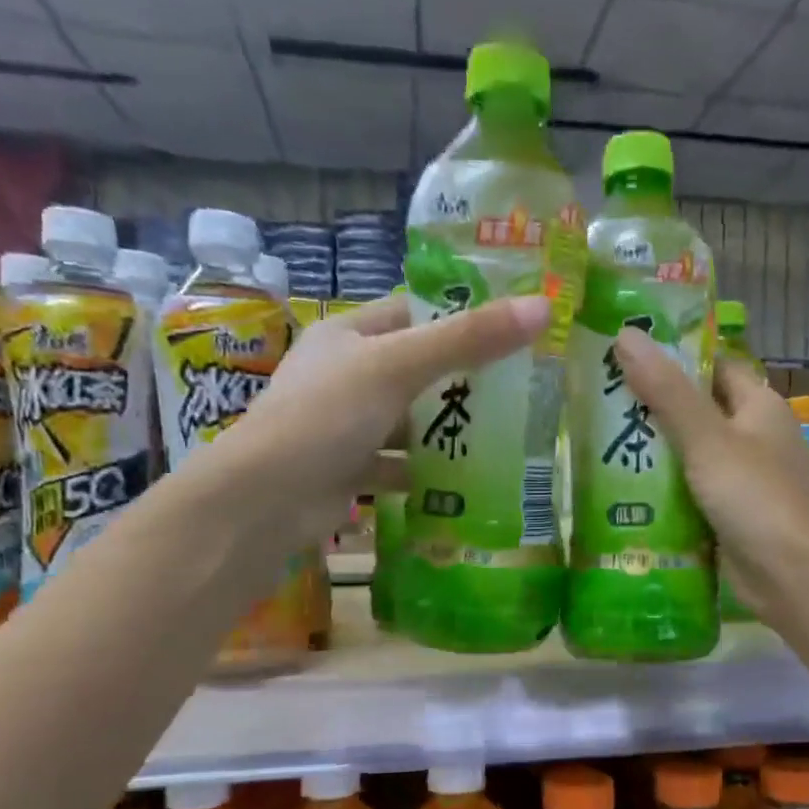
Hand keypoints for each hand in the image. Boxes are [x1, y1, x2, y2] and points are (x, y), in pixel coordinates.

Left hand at [231, 290, 549, 537]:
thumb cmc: (328, 416)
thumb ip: (468, 340)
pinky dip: (423, 473)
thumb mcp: (399, 367)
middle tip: (518, 390)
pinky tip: (461, 482)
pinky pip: (395, 465)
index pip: (410, 313)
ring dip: (444, 431)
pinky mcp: (346, 471)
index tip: (509, 333)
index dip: (457, 318)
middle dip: (460, 381)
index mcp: (347, 335)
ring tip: (502, 437)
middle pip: (413, 370)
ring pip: (406, 421)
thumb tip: (542, 308)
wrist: (266, 500)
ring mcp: (342, 426)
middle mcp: (343, 376)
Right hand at [614, 329, 808, 619]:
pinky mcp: (727, 516)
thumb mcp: (707, 439)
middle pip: (695, 411)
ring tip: (594, 444)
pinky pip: (688, 494)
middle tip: (594, 402)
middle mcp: (752, 437)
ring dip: (650, 454)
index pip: (713, 366)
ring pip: (688, 456)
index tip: (623, 354)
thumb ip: (666, 391)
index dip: (673, 356)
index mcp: (758, 406)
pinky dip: (660, 493)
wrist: (792, 576)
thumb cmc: (755, 497)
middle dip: (650, 408)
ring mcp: (740, 480)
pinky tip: (620, 493)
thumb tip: (625, 334)